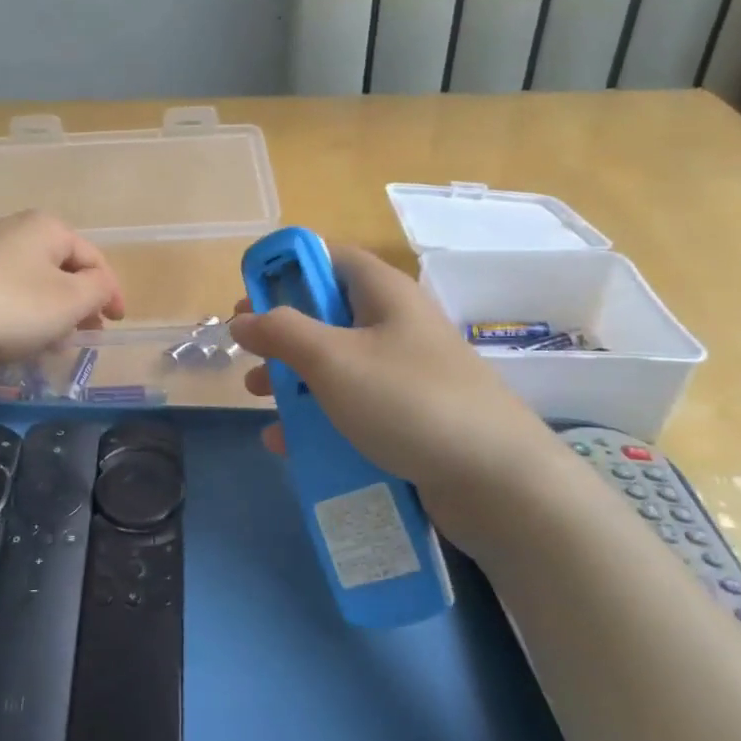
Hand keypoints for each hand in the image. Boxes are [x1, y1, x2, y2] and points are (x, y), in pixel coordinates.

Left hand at [0, 211, 125, 368]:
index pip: (92, 257)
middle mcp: (12, 228)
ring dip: (47, 312)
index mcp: (45, 227)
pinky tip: (12, 340)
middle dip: (76, 303)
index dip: (111, 291)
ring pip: (29, 282)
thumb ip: (97, 290)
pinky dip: (17, 314)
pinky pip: (1, 292)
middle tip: (84, 335)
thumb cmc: (8, 307)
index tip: (117, 323)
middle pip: (59, 267)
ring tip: (50, 345)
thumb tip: (100, 285)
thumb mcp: (68, 302)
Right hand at [228, 246, 562, 556]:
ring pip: (335, 362)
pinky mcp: (409, 415)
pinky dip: (317, 416)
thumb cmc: (408, 401)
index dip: (284, 269)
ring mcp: (405, 372)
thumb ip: (281, 332)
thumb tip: (242, 319)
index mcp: (383, 294)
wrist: (498, 481)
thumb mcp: (333, 359)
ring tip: (258, 397)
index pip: (328, 258)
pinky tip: (286, 442)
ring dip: (292, 377)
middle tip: (248, 352)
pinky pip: (352, 405)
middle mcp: (395, 325)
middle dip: (281, 332)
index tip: (249, 297)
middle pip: (326, 312)